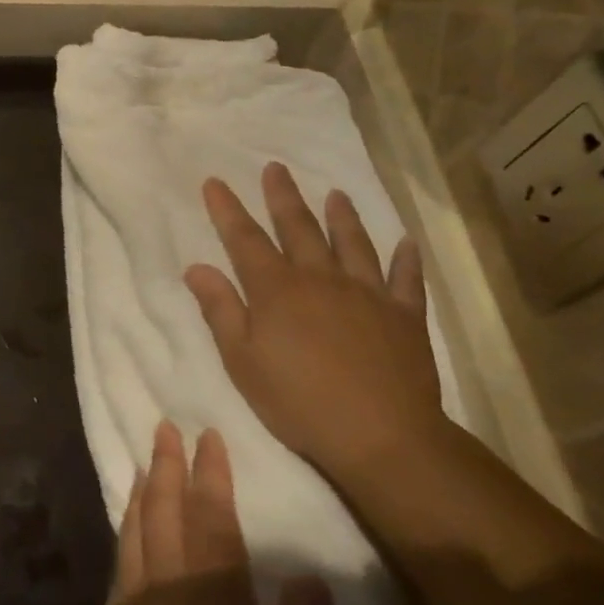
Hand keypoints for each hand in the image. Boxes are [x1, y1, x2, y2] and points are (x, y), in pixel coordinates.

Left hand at [59, 421, 338, 604]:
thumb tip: (307, 575)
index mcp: (216, 594)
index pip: (213, 515)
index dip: (211, 471)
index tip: (209, 434)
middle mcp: (169, 580)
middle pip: (166, 506)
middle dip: (168, 462)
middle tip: (165, 425)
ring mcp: (134, 598)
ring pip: (137, 523)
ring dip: (144, 485)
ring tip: (146, 458)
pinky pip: (121, 552)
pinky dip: (126, 521)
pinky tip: (129, 517)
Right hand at [184, 162, 448, 483]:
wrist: (382, 437)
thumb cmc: (299, 402)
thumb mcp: (242, 361)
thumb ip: (220, 310)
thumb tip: (197, 267)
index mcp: (277, 289)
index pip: (244, 239)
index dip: (227, 209)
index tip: (214, 181)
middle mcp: (320, 279)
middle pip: (299, 228)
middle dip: (283, 197)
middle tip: (276, 168)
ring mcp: (367, 294)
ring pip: (353, 244)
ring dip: (342, 216)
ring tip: (336, 193)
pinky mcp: (404, 316)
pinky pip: (406, 280)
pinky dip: (406, 260)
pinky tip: (406, 243)